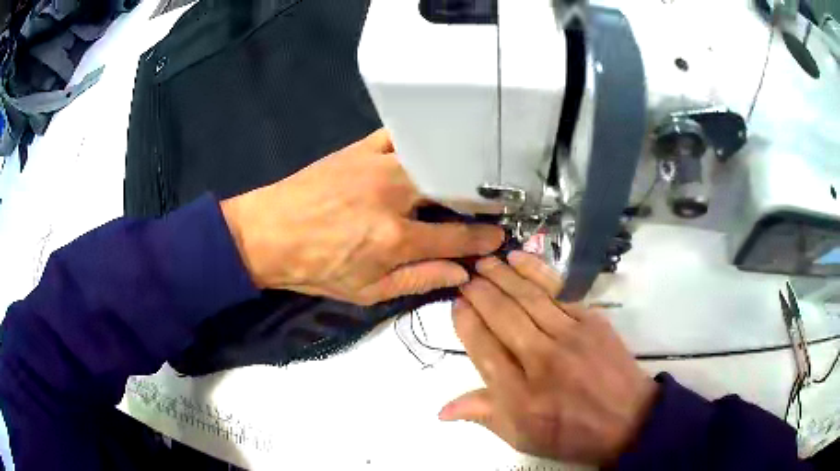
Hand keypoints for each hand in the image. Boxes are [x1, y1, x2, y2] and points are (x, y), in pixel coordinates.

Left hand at [220, 129, 504, 305]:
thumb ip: (418, 281)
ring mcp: (377, 165)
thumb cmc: (315, 269)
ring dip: (453, 170)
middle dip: (477, 200)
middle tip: (487, 206)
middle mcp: (394, 196)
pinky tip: (427, 151)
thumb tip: (461, 274)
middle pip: (452, 190)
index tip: (499, 236)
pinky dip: (418, 142)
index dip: (484, 239)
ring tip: (465, 179)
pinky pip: (399, 136)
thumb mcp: (366, 291)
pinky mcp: (359, 149)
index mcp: (395, 238)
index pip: (457, 237)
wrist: (267, 235)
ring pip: (432, 159)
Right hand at [440, 252, 656, 464]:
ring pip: (528, 297)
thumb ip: (484, 416)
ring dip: (503, 275)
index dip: (465, 321)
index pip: (482, 347)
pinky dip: (535, 272)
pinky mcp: (591, 320)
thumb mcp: (521, 437)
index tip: (456, 303)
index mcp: (518, 395)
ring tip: (485, 262)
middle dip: (479, 292)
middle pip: (502, 316)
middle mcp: (541, 359)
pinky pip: (557, 291)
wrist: (627, 420)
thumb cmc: (570, 434)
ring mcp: (569, 336)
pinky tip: (519, 260)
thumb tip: (442, 409)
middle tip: (466, 277)